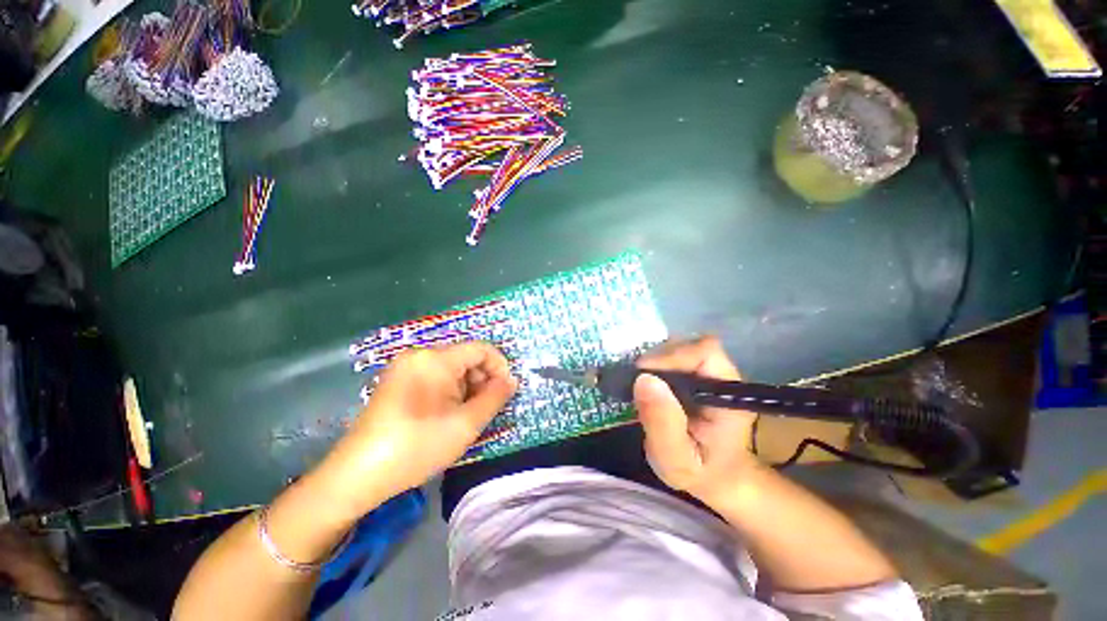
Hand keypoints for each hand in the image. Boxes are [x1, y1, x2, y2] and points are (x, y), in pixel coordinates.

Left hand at [315, 342, 517, 518]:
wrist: (358, 475)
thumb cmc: (418, 446)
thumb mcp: (466, 424)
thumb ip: (495, 397)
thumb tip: (511, 380)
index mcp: (435, 359)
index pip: (481, 349)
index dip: (500, 367)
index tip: (506, 391)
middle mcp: (419, 355)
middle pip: (465, 357)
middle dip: (482, 380)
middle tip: (486, 409)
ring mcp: (405, 367)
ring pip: (451, 368)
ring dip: (466, 388)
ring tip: (466, 415)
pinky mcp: (397, 381)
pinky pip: (434, 377)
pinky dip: (449, 391)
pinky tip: (447, 414)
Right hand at [634, 336, 758, 502]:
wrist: (714, 476)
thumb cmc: (699, 472)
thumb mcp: (677, 460)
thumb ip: (662, 424)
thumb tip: (644, 379)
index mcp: (728, 394)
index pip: (705, 352)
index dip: (671, 356)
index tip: (643, 376)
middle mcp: (721, 374)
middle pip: (687, 345)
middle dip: (656, 360)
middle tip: (634, 384)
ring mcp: (707, 370)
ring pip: (676, 347)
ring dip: (652, 362)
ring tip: (638, 387)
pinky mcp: (692, 371)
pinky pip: (669, 355)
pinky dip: (651, 364)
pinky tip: (644, 384)